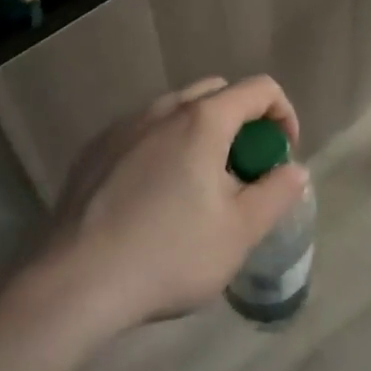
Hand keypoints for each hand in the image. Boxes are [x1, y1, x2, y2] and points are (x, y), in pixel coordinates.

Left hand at [41, 75, 310, 329]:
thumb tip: (294, 169)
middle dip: (242, 121)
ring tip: (199, 185)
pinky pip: (144, 132)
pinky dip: (164, 147)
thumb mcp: (240, 232)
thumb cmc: (169, 255)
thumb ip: (277, 193)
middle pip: (217, 92)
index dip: (283, 115)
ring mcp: (124, 126)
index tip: (282, 155)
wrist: (75, 282)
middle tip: (244, 171)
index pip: (259, 89)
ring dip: (201, 133)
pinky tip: (154, 196)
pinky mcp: (95, 149)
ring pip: (177, 111)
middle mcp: (163, 109)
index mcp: (203, 120)